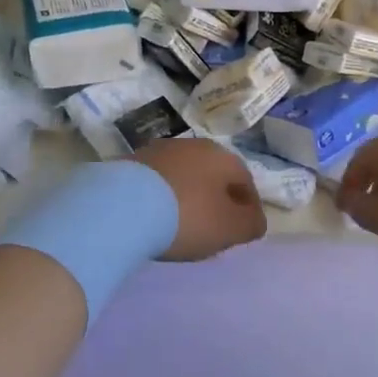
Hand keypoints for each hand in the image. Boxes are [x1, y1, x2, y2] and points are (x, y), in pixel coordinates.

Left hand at [126, 140, 267, 259]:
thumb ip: (251, 224)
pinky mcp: (132, 162)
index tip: (242, 231)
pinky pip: (158, 182)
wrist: (122, 206)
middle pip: (214, 176)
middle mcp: (194, 145)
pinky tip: (155, 217)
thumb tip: (255, 220)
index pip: (246, 181)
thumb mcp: (230, 228)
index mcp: (223, 157)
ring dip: (189, 197)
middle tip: (213, 229)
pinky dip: (163, 198)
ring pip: (185, 176)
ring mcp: (160, 150)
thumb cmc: (187, 216)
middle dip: (217, 200)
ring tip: (181, 225)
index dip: (248, 208)